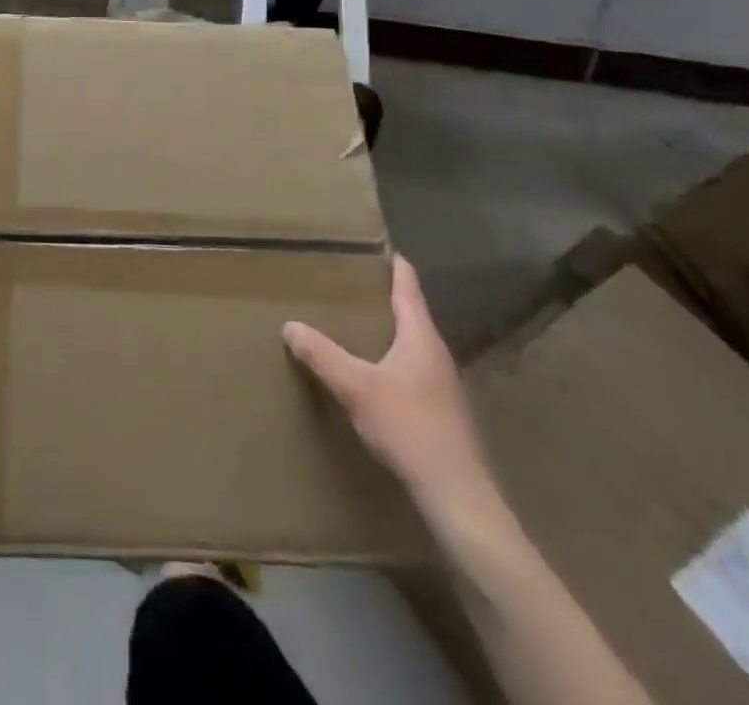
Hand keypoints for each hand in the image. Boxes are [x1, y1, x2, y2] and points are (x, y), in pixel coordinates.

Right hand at [282, 256, 496, 520]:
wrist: (459, 499)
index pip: (409, 289)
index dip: (396, 267)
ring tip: (357, 327)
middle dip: (385, 299)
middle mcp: (436, 356)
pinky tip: (373, 376)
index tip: (383, 248)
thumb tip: (289, 325)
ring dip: (388, 334)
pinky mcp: (442, 415)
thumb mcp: (356, 387)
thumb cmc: (410, 429)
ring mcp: (443, 388)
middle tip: (353, 285)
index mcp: (421, 339)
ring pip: (412, 347)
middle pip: (412, 316)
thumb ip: (322, 355)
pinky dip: (392, 362)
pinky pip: (412, 373)